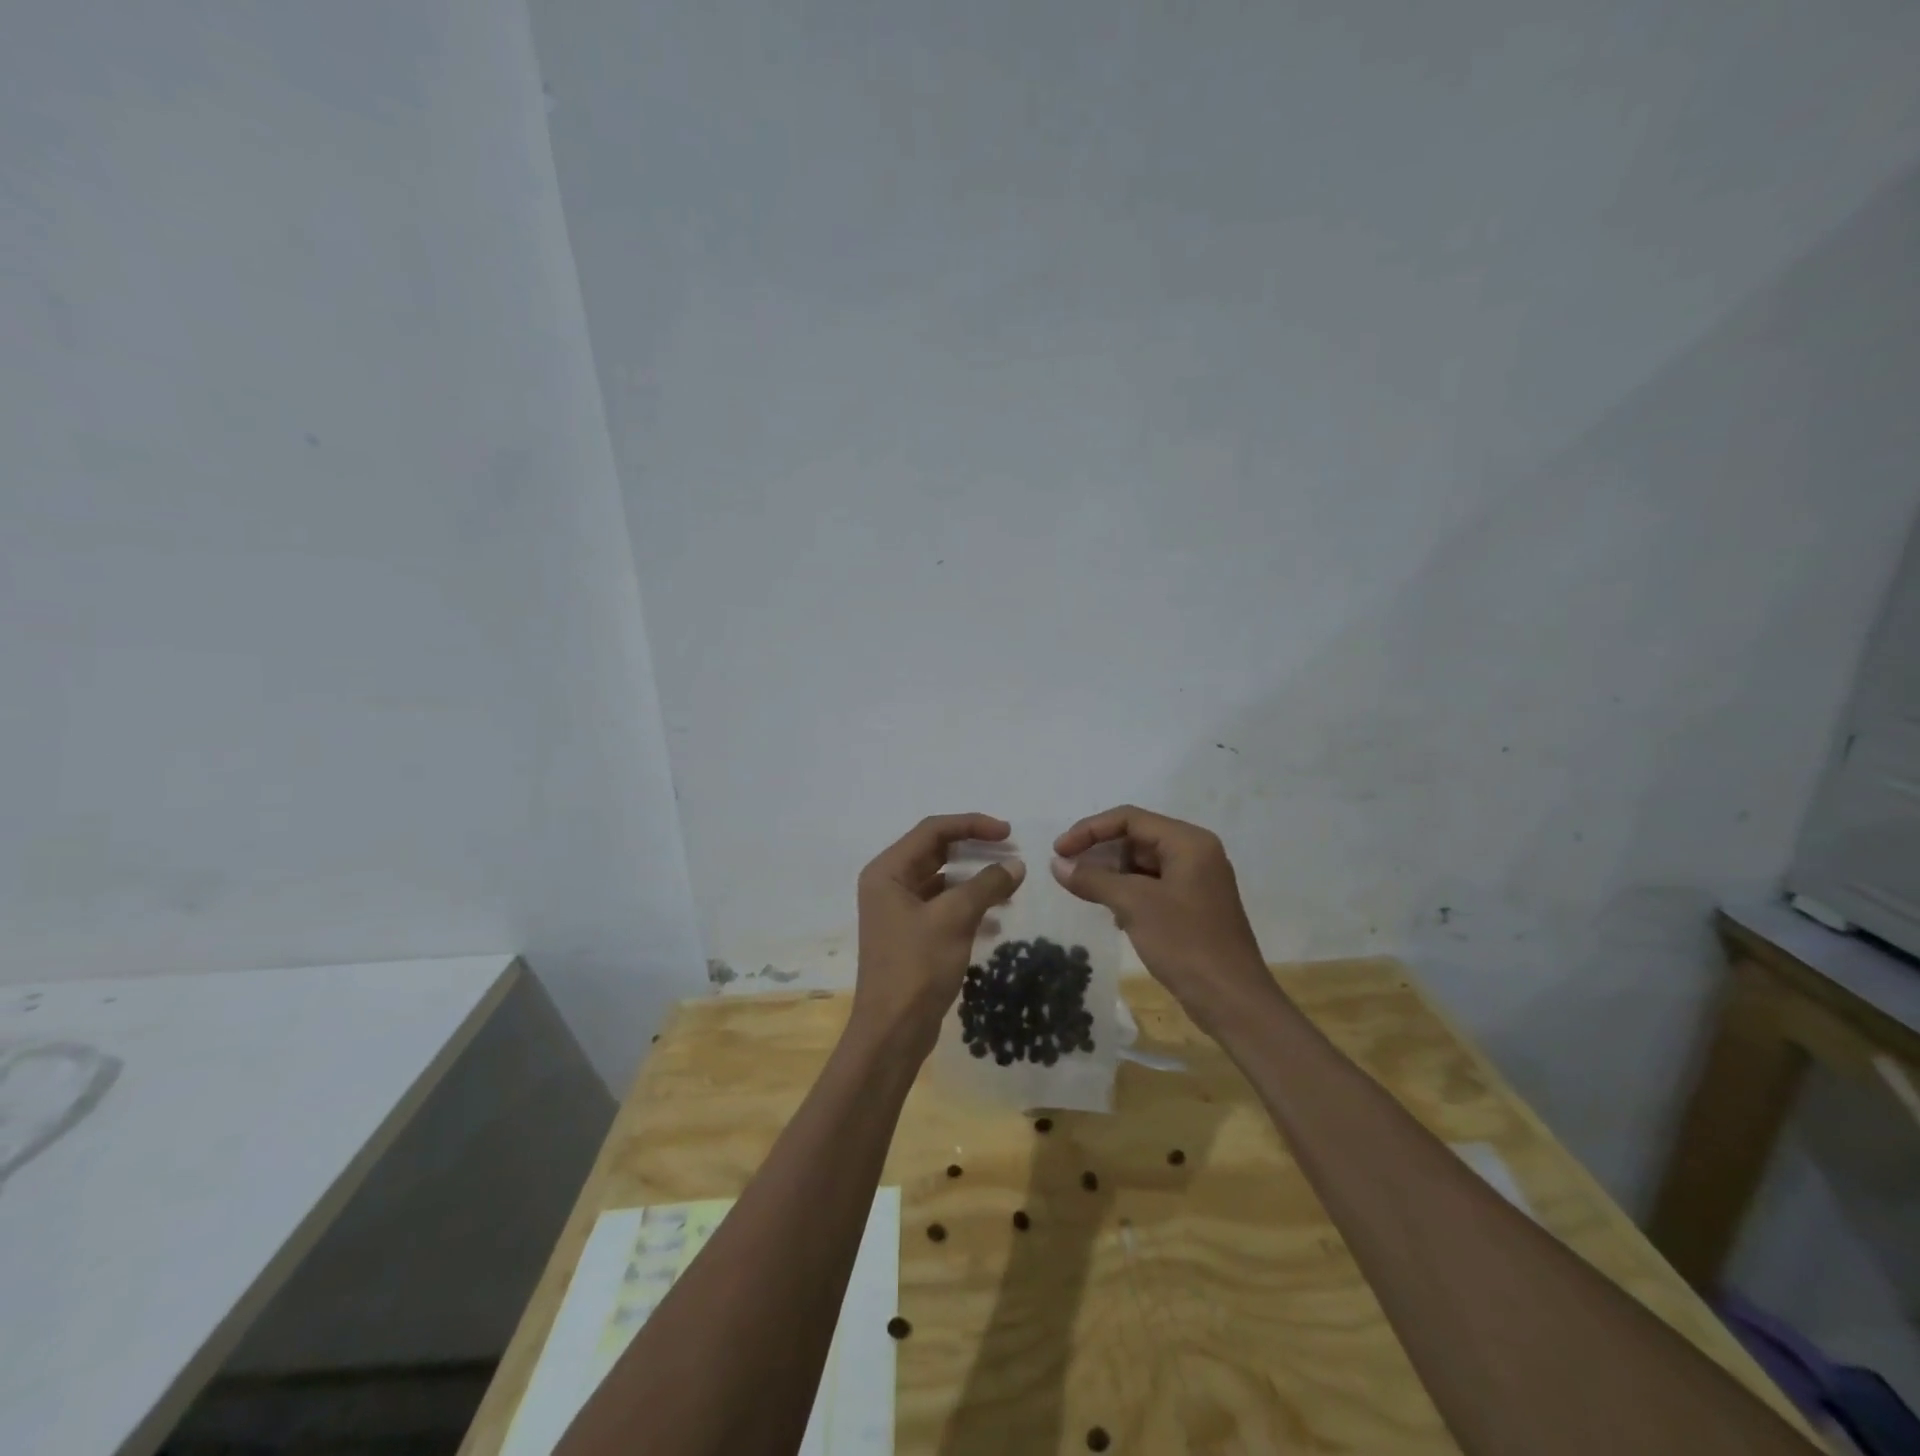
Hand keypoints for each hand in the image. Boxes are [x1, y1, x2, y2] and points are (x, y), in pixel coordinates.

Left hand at [854, 814, 1025, 1055]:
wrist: (893, 1031)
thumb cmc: (917, 966)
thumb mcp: (955, 919)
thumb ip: (986, 885)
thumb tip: (1016, 865)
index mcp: (888, 871)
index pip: (933, 830)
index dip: (972, 825)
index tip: (1008, 833)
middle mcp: (889, 884)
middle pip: (936, 851)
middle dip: (975, 850)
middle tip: (1011, 853)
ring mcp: (898, 910)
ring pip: (942, 880)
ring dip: (975, 879)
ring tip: (1010, 884)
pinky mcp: (911, 934)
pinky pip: (943, 906)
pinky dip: (969, 905)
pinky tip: (997, 917)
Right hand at [1052, 806, 1272, 1034]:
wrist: (1233, 1002)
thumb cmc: (1185, 944)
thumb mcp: (1133, 905)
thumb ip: (1092, 879)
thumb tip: (1056, 864)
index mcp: (1188, 842)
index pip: (1130, 819)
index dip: (1089, 830)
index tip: (1059, 850)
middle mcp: (1196, 853)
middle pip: (1136, 838)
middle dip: (1100, 852)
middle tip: (1066, 871)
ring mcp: (1197, 881)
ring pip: (1143, 864)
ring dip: (1111, 874)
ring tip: (1083, 891)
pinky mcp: (1193, 906)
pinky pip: (1152, 886)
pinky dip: (1128, 893)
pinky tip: (1112, 914)